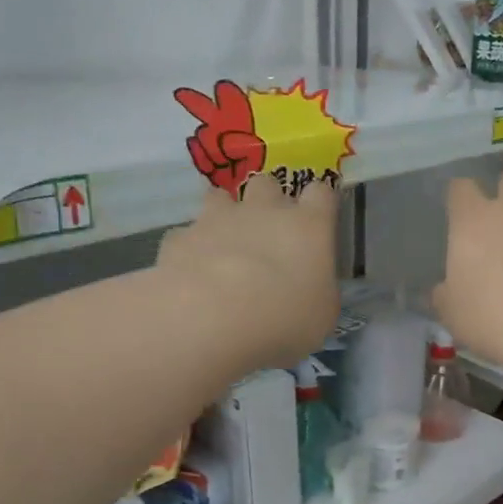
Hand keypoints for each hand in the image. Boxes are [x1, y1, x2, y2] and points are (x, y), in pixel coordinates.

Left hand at [158, 176, 340, 368]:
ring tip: (223, 245)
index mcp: (308, 226)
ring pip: (219, 197)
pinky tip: (189, 274)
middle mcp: (263, 210)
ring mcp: (217, 219)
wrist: (209, 319)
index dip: (319, 205)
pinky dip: (190, 248)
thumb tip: (313, 288)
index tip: (316, 224)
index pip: (321, 194)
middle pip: (267, 184)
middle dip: (267, 201)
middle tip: (267, 234)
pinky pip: (185, 234)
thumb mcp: (322, 317)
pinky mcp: (180, 237)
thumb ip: (319, 292)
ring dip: (223, 214)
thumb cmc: (282, 319)